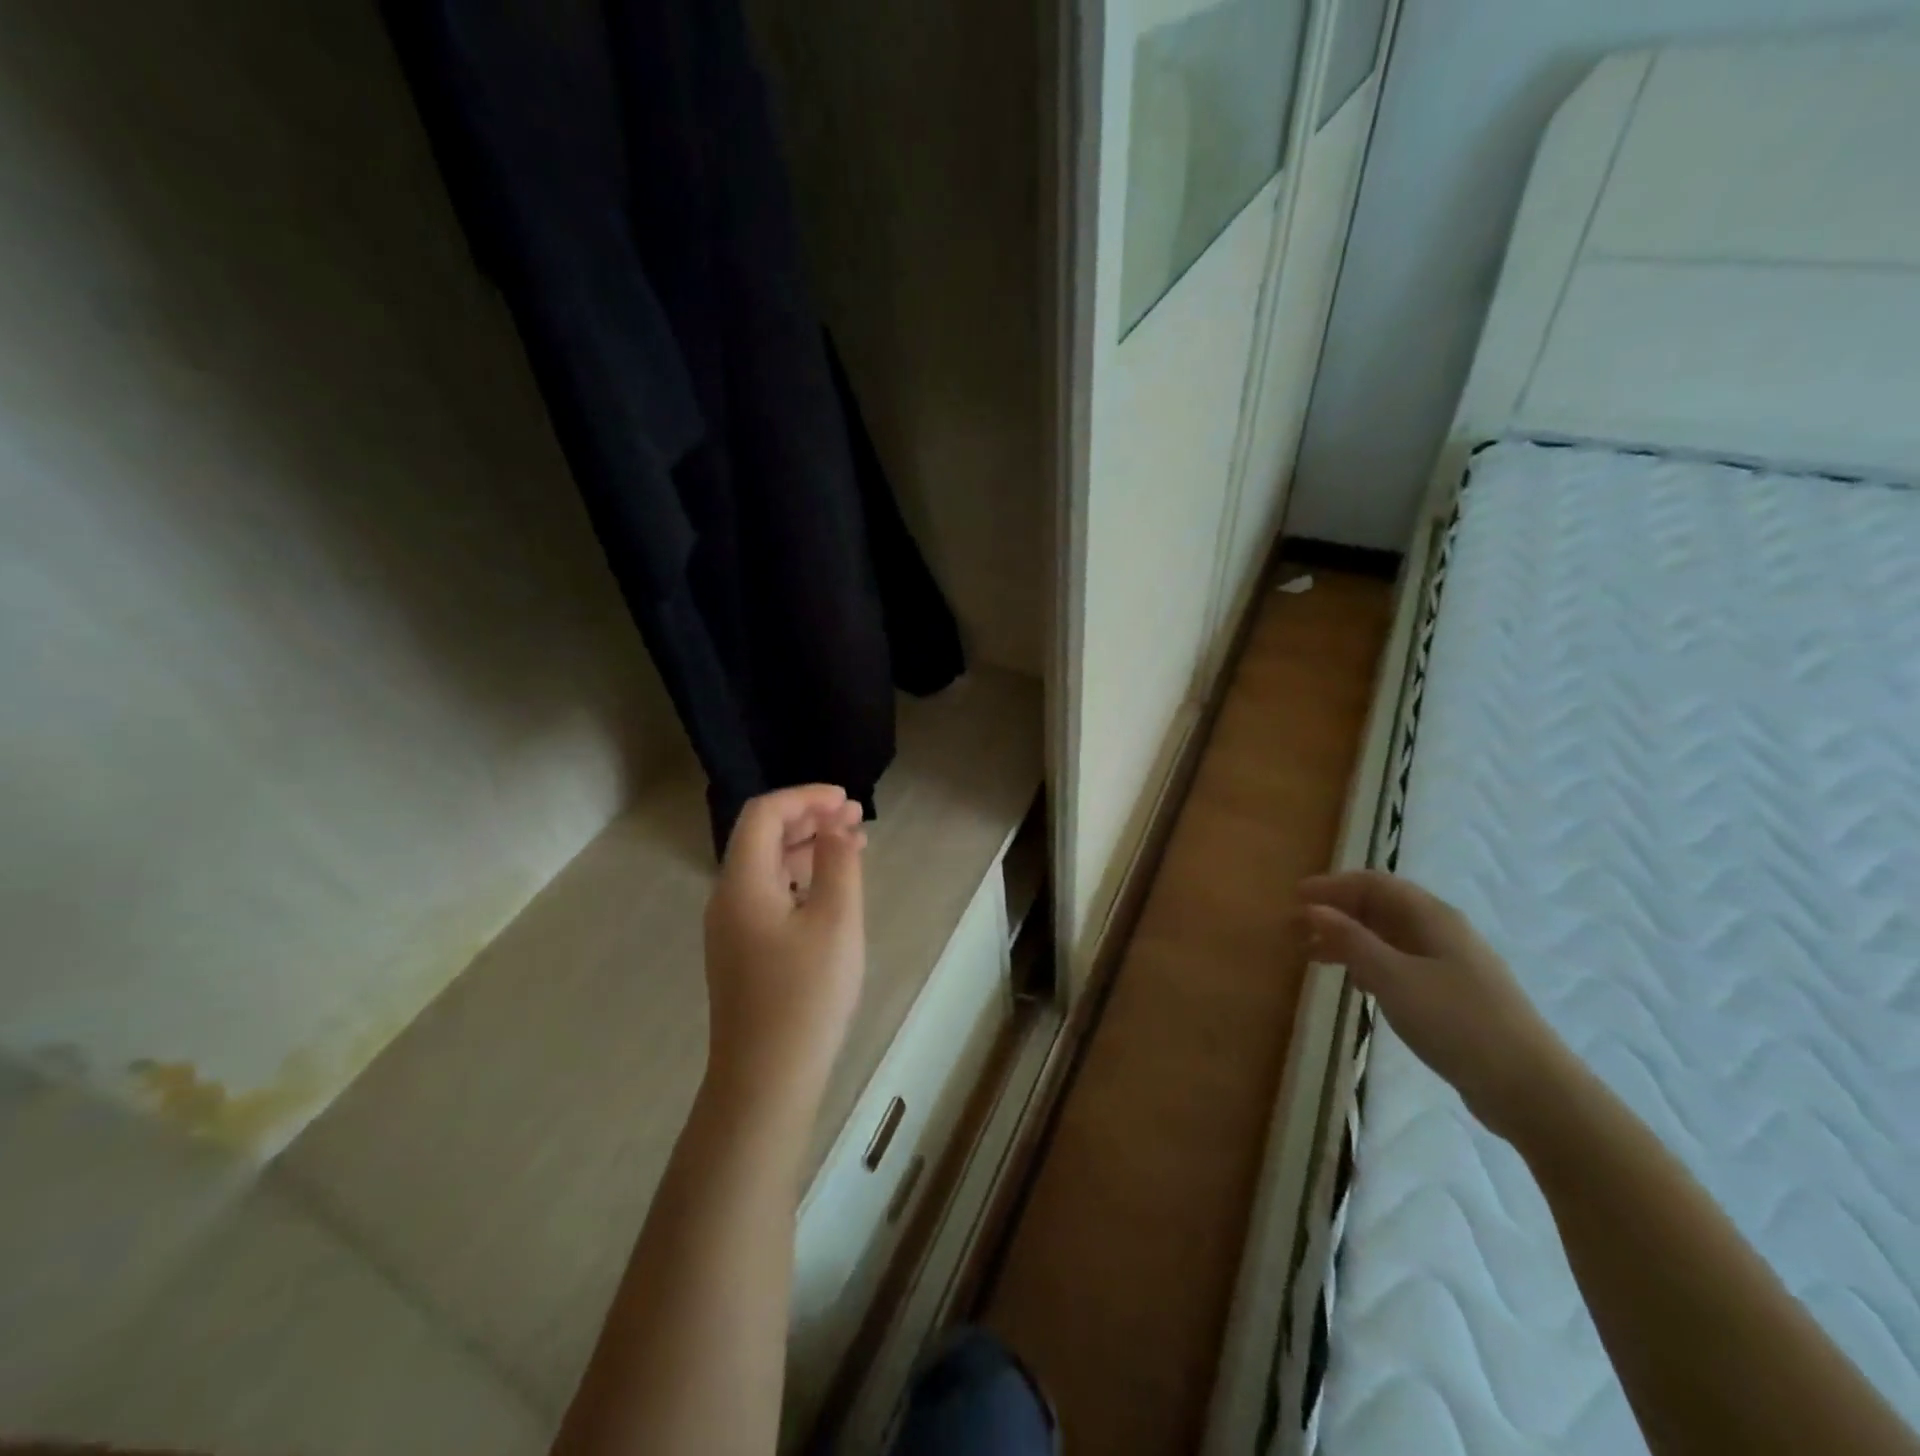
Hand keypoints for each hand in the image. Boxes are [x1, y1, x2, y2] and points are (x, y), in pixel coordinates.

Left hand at [703, 785, 867, 1115]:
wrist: (766, 1080)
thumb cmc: (805, 996)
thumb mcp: (836, 922)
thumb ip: (838, 863)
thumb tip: (836, 828)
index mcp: (742, 883)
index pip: (764, 814)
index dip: (805, 798)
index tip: (846, 802)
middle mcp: (727, 898)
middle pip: (762, 837)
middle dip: (809, 818)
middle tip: (856, 819)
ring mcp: (731, 928)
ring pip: (767, 867)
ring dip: (807, 847)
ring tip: (852, 846)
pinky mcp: (742, 953)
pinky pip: (769, 895)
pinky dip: (800, 878)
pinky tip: (831, 890)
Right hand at [1298, 870, 1566, 1139]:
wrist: (1530, 1088)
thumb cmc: (1456, 1022)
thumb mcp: (1393, 978)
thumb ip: (1351, 940)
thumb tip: (1315, 909)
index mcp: (1431, 916)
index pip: (1373, 884)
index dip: (1332, 886)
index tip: (1295, 898)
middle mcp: (1442, 931)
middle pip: (1380, 908)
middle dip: (1336, 913)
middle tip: (1296, 929)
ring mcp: (1451, 963)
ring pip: (1389, 937)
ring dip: (1349, 940)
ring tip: (1313, 957)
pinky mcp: (1453, 994)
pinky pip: (1401, 963)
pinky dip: (1370, 963)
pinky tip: (1356, 983)